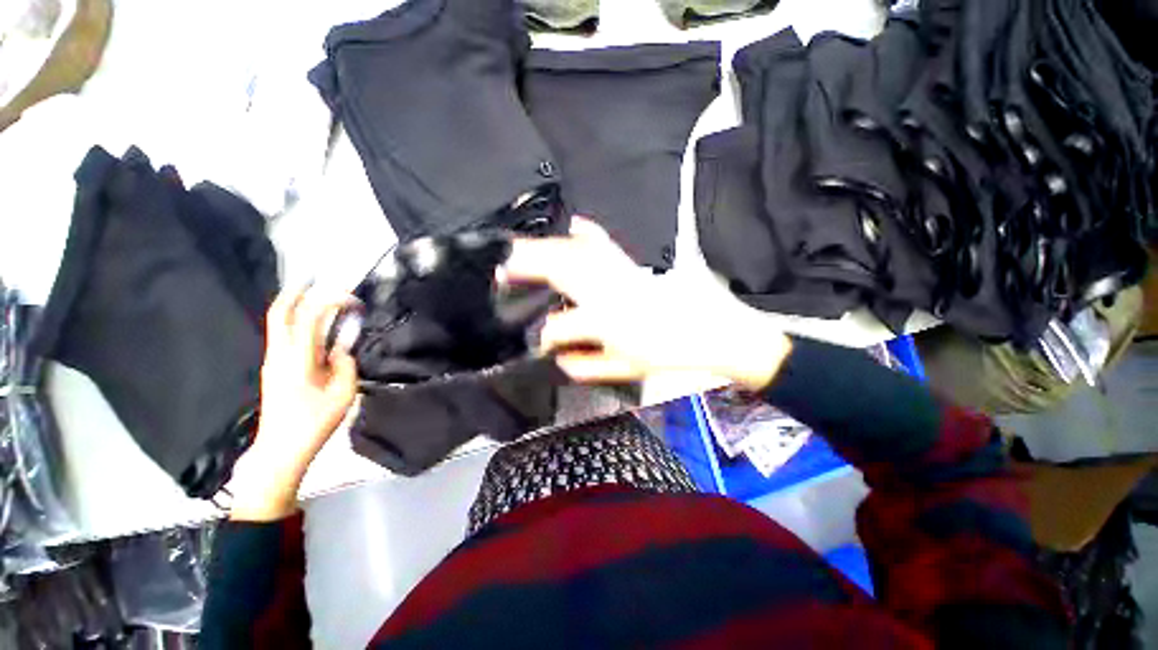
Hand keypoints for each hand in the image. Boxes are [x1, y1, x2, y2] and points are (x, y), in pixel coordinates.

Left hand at [230, 287, 358, 520]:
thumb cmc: (314, 423)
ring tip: (316, 297)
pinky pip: (283, 337)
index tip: (352, 299)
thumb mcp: (343, 394)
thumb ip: (345, 365)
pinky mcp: (274, 370)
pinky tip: (313, 326)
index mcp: (297, 359)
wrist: (281, 451)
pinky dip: (296, 323)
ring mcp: (273, 362)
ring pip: (278, 324)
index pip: (309, 317)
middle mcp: (279, 355)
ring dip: (295, 306)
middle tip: (314, 279)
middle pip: (279, 313)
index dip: (330, 301)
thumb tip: (342, 349)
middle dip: (296, 292)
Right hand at [503, 217, 791, 389]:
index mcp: (609, 323)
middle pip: (564, 272)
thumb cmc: (669, 354)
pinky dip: (589, 234)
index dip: (547, 334)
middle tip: (503, 264)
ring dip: (547, 249)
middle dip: (529, 265)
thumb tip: (560, 358)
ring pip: (577, 254)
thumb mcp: (627, 369)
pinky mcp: (633, 263)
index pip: (564, 326)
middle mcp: (610, 292)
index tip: (537, 339)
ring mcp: (622, 272)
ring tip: (522, 248)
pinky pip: (606, 244)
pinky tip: (577, 226)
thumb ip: (588, 365)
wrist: (712, 330)